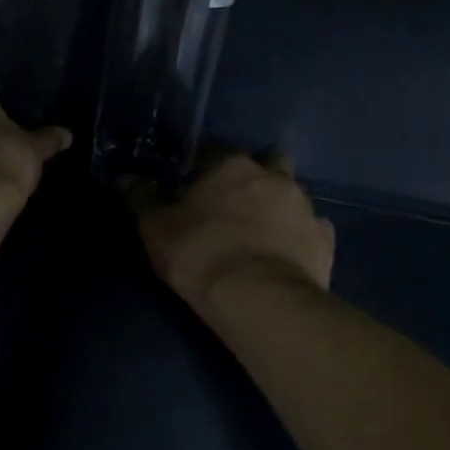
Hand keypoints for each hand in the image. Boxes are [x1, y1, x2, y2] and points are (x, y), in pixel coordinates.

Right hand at [127, 152, 335, 308]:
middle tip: (234, 201)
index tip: (192, 184)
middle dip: (254, 175)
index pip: (214, 150)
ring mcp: (305, 206)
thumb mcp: (155, 227)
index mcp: (230, 166)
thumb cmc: (199, 254)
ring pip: (291, 193)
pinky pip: (311, 228)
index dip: (202, 166)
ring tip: (259, 230)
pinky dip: (298, 235)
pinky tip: (285, 252)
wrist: (258, 299)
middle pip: (266, 161)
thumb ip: (140, 197)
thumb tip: (124, 176)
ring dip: (277, 204)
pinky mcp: (325, 239)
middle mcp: (273, 176)